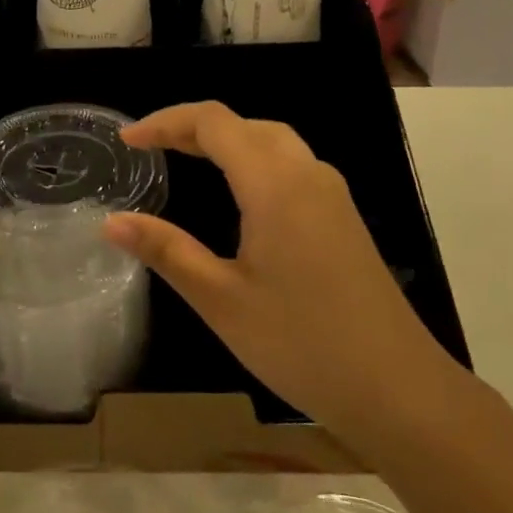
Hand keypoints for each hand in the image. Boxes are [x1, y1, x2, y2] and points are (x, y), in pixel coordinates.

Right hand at [103, 101, 462, 459]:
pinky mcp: (343, 217)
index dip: (166, 122)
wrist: (401, 391)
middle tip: (150, 148)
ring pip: (271, 141)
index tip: (128, 140)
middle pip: (243, 124)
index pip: (213, 122)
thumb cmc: (303, 344)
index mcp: (274, 184)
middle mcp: (307, 174)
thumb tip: (111, 221)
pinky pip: (290, 164)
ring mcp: (331, 195)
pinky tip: (237, 194)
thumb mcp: (221, 299)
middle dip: (192, 127)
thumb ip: (166, 251)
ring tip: (184, 159)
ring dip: (225, 140)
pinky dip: (251, 159)